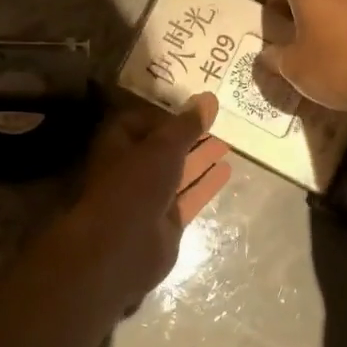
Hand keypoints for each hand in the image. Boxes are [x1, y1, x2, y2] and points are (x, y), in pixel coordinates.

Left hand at [38, 93, 231, 309]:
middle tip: (218, 124)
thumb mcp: (163, 148)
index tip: (193, 110)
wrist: (121, 248)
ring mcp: (148, 197)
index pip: (141, 121)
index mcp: (118, 144)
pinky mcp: (166, 221)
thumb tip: (209, 98)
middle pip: (163, 147)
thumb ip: (187, 125)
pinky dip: (206, 184)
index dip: (166, 115)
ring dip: (200, 158)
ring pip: (178, 172)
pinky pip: (188, 197)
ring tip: (228, 144)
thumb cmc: (135, 186)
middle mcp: (131, 168)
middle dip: (188, 137)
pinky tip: (227, 171)